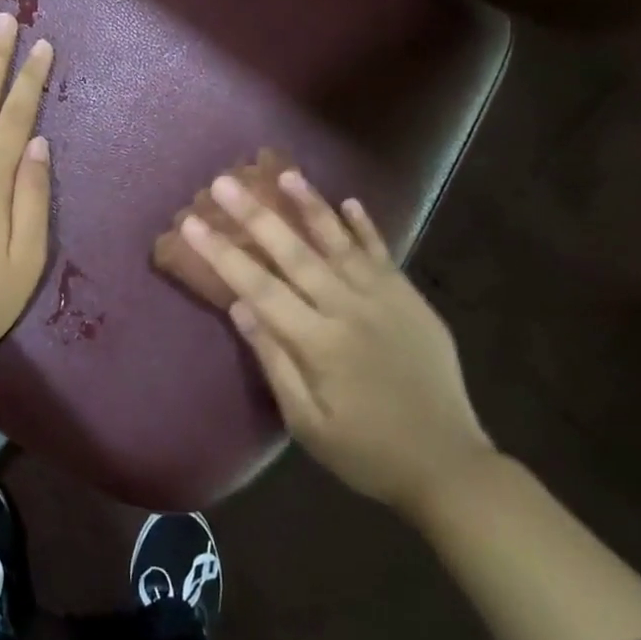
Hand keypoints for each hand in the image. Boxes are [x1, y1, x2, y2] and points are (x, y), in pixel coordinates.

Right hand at [182, 168, 494, 518]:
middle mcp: (349, 310)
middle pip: (294, 253)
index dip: (222, 253)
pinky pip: (383, 255)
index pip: (258, 287)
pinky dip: (365, 227)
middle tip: (224, 182)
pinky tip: (348, 202)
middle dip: (255, 215)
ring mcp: (385, 300)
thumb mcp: (307, 423)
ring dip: (310, 205)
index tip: (191, 224)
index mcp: (318, 343)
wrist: (449, 466)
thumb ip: (274, 361)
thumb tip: (240, 307)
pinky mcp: (411, 300)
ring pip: (340, 243)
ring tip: (284, 173)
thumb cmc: (366, 452)